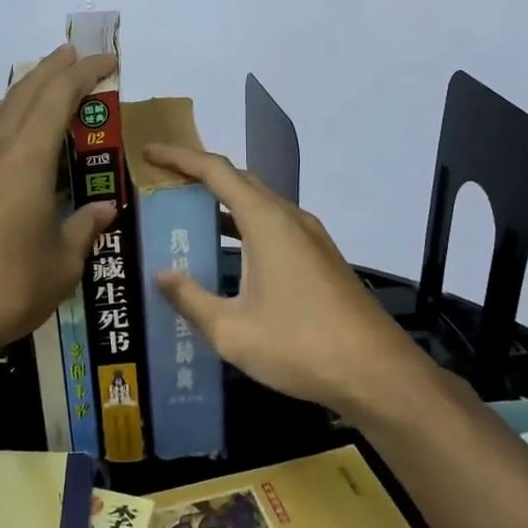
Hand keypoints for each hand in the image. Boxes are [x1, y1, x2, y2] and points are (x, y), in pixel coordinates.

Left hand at [0, 45, 118, 357]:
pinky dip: (6, 120)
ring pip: (0, 113)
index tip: (107, 60)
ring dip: (25, 92)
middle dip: (51, 70)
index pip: (58, 99)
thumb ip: (83, 230)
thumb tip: (104, 210)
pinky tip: (11, 137)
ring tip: (44, 85)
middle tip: (73, 54)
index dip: (84, 74)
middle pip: (24, 94)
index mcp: (26, 159)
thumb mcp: (61, 263)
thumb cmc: (8, 285)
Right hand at [145, 143, 430, 418]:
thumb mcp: (232, 331)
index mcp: (266, 222)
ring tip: (189, 219)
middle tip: (164, 188)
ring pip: (260, 206)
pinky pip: (275, 228)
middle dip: (201, 177)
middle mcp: (290, 219)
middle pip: (240, 181)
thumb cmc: (300, 346)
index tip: (149, 154)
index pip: (216, 172)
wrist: (378, 374)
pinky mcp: (322, 260)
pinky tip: (230, 257)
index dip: (180, 158)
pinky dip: (245, 228)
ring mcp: (311, 239)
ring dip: (224, 205)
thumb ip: (191, 300)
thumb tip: (162, 276)